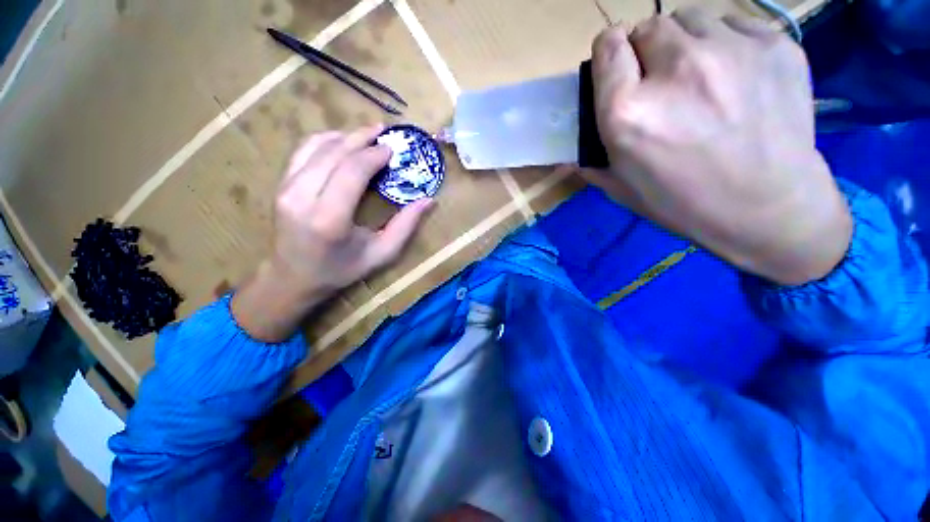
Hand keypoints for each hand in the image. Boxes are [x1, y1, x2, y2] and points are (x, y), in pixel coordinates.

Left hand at [232, 126, 433, 341]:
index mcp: (330, 219)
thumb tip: (428, 201)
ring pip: (317, 146)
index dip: (374, 155)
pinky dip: (324, 140)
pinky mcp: (280, 185)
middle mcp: (302, 197)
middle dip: (362, 138)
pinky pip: (302, 151)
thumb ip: (406, 227)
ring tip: (367, 133)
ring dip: (345, 135)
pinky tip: (341, 140)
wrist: (292, 278)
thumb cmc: (340, 270)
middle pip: (335, 153)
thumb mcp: (381, 255)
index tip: (393, 150)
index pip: (352, 171)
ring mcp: (286, 188)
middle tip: (384, 132)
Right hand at [585, 9, 851, 284]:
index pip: (607, 46)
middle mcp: (674, 70)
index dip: (610, 53)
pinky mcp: (775, 45)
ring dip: (685, 42)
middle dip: (646, 50)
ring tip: (700, 76)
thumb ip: (593, 158)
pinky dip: (727, 44)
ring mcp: (730, 50)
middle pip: (647, 27)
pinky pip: (735, 24)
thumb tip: (576, 145)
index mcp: (628, 112)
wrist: (768, 210)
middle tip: (660, 80)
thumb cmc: (683, 204)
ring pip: (691, 18)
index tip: (617, 66)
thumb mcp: (621, 188)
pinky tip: (736, 77)